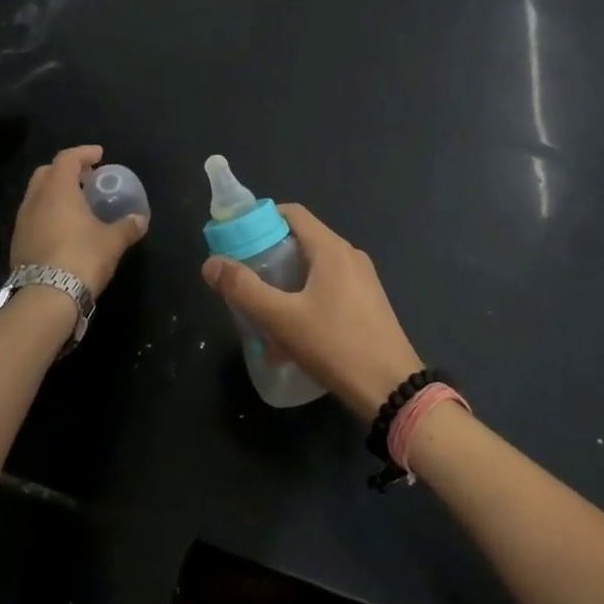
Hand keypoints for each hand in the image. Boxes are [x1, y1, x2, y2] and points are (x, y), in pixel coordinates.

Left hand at [10, 145, 146, 296]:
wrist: (45, 298)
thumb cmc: (82, 258)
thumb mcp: (112, 242)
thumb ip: (127, 227)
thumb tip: (140, 219)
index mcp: (58, 190)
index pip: (67, 158)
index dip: (84, 153)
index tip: (99, 155)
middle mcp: (35, 200)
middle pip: (47, 173)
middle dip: (66, 170)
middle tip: (86, 178)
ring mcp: (22, 222)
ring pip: (37, 195)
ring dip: (55, 193)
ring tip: (76, 204)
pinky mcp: (18, 243)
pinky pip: (33, 217)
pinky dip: (48, 213)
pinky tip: (63, 228)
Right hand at [202, 205, 422, 420]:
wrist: (392, 390)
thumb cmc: (336, 346)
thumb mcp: (282, 319)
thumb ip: (244, 289)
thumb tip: (211, 264)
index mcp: (331, 249)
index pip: (292, 213)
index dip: (261, 220)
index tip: (237, 241)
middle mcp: (350, 256)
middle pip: (301, 242)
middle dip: (269, 259)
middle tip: (244, 281)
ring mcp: (363, 281)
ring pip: (314, 270)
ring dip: (286, 286)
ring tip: (263, 316)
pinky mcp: (368, 304)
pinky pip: (329, 290)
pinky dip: (306, 302)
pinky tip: (292, 338)